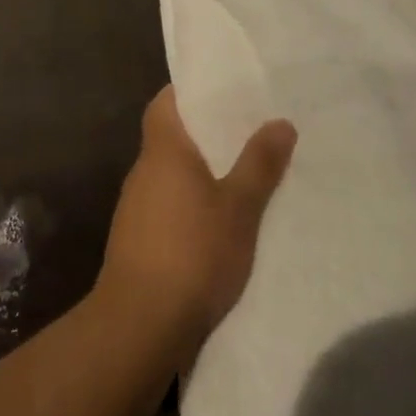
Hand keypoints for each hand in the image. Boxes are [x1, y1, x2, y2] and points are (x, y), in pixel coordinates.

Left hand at [98, 86, 295, 356]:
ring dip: (200, 172)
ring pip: (171, 174)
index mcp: (162, 151)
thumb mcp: (238, 208)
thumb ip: (259, 164)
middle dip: (205, 134)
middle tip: (248, 130)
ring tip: (242, 173)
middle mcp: (143, 171)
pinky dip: (191, 203)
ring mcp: (136, 207)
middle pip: (171, 137)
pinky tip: (218, 221)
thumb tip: (280, 121)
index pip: (165, 103)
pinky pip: (168, 205)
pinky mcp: (137, 241)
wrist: (140, 324)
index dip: (189, 92)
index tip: (222, 91)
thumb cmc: (191, 253)